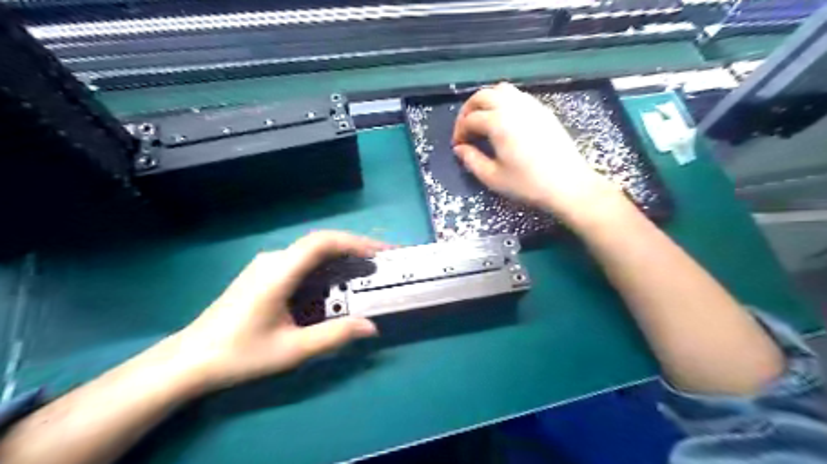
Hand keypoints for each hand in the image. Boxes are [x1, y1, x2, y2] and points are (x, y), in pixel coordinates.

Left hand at [172, 230, 391, 391]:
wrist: (190, 359)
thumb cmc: (240, 354)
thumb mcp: (292, 350)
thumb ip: (334, 336)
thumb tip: (371, 327)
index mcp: (278, 273)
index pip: (321, 243)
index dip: (354, 242)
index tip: (379, 254)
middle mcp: (273, 260)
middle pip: (320, 243)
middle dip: (354, 247)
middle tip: (381, 261)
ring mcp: (266, 264)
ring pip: (311, 251)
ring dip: (341, 256)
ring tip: (365, 270)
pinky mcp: (264, 273)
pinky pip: (302, 261)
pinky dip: (326, 266)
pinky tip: (335, 282)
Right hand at [452, 82, 619, 218]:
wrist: (568, 185)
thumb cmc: (528, 184)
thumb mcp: (493, 177)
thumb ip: (472, 160)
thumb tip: (460, 148)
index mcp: (498, 123)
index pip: (470, 119)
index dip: (459, 132)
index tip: (458, 146)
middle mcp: (513, 107)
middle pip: (482, 96)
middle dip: (468, 110)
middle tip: (465, 129)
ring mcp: (531, 105)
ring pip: (501, 90)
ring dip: (486, 101)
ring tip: (482, 121)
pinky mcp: (543, 110)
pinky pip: (517, 96)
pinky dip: (503, 102)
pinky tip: (504, 121)